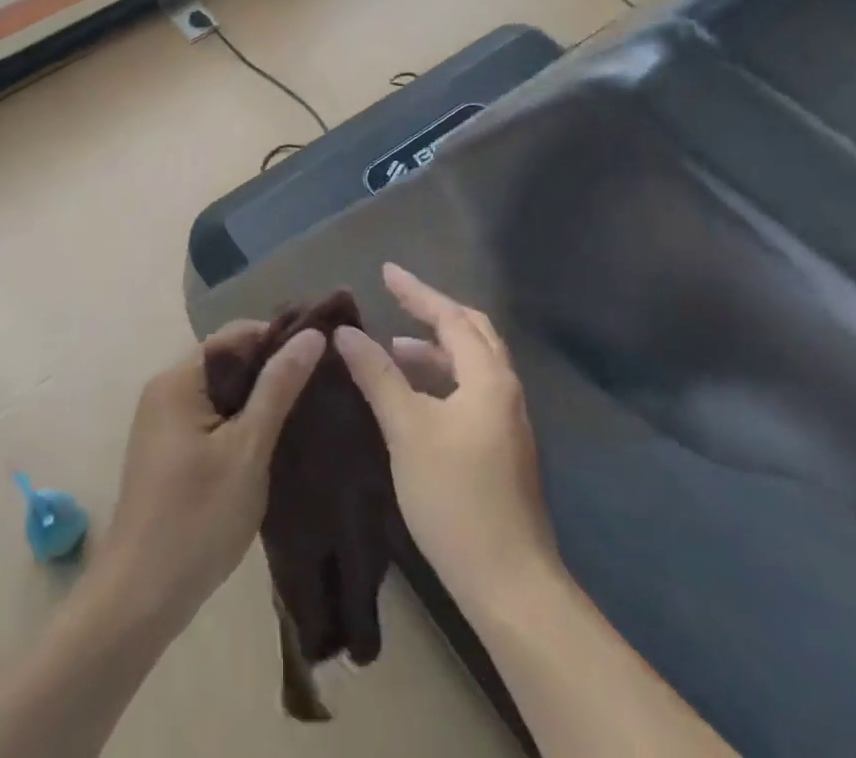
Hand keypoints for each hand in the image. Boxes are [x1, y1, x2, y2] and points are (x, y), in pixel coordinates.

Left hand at [97, 321, 324, 633]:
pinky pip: (212, 416)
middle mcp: (166, 389)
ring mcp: (164, 421)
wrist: (139, 599)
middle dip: (272, 369)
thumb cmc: (197, 518)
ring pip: (223, 391)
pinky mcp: (169, 450)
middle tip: (321, 383)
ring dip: (259, 397)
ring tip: (306, 407)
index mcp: (179, 379)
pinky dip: (242, 420)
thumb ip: (278, 387)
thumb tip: (312, 334)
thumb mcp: (248, 449)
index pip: (237, 334)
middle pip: (229, 360)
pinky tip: (274, 438)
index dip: (280, 338)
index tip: (323, 353)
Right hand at [335, 264, 559, 606]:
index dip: (417, 292)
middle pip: (472, 332)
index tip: (386, 271)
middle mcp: (505, 390)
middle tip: (399, 300)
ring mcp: (508, 421)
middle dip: (434, 312)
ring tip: (396, 350)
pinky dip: (443, 379)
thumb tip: (346, 332)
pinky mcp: (502, 448)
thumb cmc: (455, 497)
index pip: (451, 317)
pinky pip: (471, 391)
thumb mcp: (408, 430)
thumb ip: (378, 376)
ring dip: (437, 349)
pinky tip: (416, 398)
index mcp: (489, 377)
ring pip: (472, 365)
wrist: (509, 583)